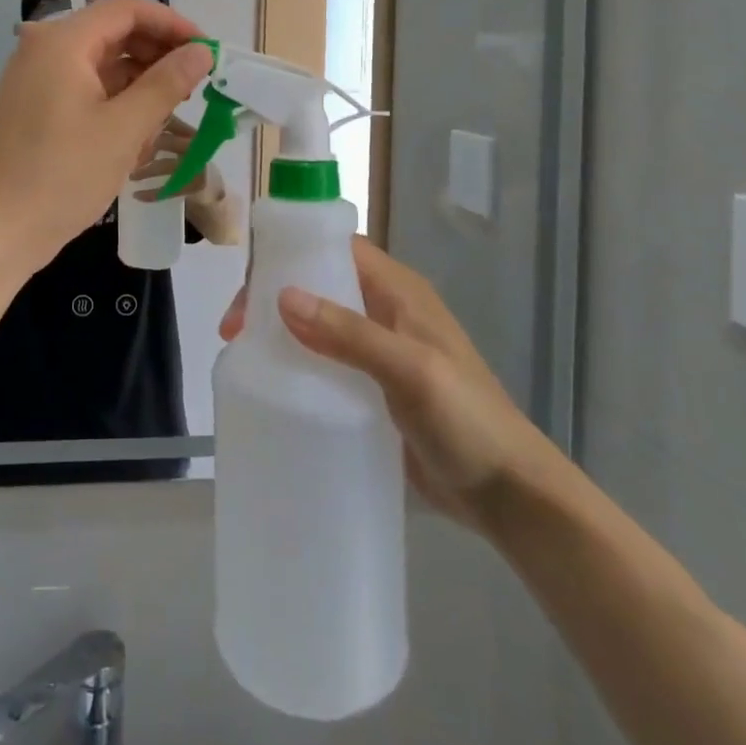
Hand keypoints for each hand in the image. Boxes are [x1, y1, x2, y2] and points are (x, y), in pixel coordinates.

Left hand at [0, 0, 213, 272]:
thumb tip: (201, 53)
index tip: (206, 52)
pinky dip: (115, 102)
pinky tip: (136, 135)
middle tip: (193, 86)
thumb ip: (166, 84)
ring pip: (102, 63)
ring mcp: (37, 77)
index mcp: (63, 41)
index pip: (128, 9)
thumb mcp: (124, 129)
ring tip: (167, 117)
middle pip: (114, 32)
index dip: (172, 24)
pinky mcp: (36, 105)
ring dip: (139, 82)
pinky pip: (85, 87)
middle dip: (157, 55)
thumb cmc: (61, 176)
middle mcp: (46, 48)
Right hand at [219, 237, 557, 535]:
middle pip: (320, 284)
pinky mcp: (374, 388)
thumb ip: (349, 333)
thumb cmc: (467, 421)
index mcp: (399, 291)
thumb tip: (283, 296)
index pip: (336, 250)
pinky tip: (275, 385)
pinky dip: (298, 364)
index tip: (250, 287)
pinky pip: (327, 361)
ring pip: (319, 322)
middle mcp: (386, 311)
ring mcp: (380, 351)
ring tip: (244, 356)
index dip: (291, 256)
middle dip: (275, 297)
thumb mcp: (410, 370)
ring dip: (282, 331)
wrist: (510, 494)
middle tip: (235, 331)